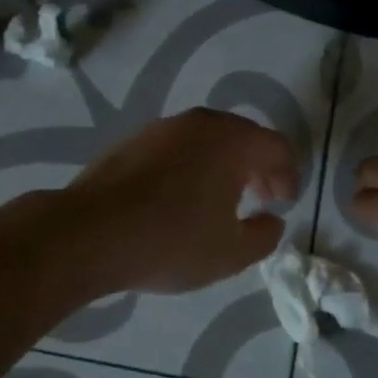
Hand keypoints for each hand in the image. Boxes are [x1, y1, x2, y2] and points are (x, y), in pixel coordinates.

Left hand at [63, 109, 299, 293]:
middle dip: (258, 167)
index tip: (284, 203)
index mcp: (233, 141)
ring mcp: (163, 128)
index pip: (277, 147)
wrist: (88, 233)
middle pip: (244, 137)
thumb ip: (264, 235)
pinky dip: (192, 165)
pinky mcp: (134, 140)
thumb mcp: (231, 254)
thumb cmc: (171, 241)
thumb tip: (272, 220)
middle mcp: (201, 123)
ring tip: (221, 199)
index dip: (288, 175)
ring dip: (224, 165)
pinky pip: (178, 147)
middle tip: (261, 198)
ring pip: (208, 139)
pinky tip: (180, 197)